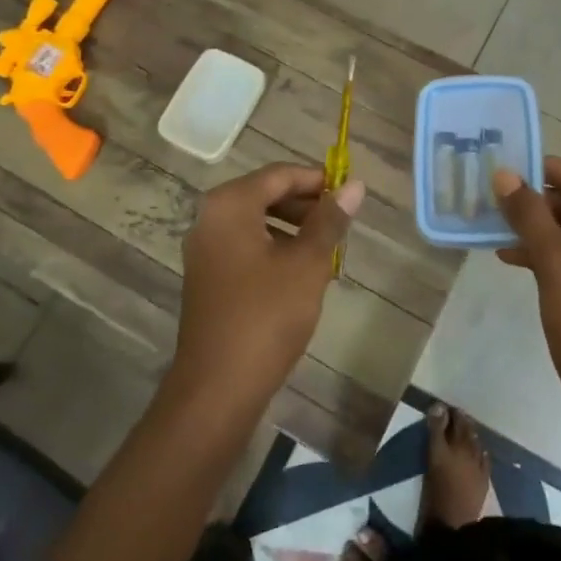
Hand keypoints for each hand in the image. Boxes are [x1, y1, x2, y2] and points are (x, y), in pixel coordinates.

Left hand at [171, 162, 364, 417]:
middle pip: (265, 194)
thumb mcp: (307, 263)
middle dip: (305, 205)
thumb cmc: (267, 315)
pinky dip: (274, 248)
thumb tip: (355, 186)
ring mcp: (204, 248)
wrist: (218, 386)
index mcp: (230, 205)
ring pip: (256, 221)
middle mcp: (210, 218)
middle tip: (341, 223)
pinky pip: (245, 245)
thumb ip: (330, 220)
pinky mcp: (207, 276)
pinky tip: (301, 272)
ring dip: (293, 228)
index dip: (317, 180)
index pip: (279, 175)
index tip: (349, 193)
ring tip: (327, 248)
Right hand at [492, 157, 560, 437]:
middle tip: (491, 196)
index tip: (505, 164)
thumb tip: (504, 174)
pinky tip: (510, 257)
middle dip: (536, 201)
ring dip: (536, 228)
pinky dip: (545, 254)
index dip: (545, 169)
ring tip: (492, 225)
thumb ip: (531, 216)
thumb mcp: (558, 268)